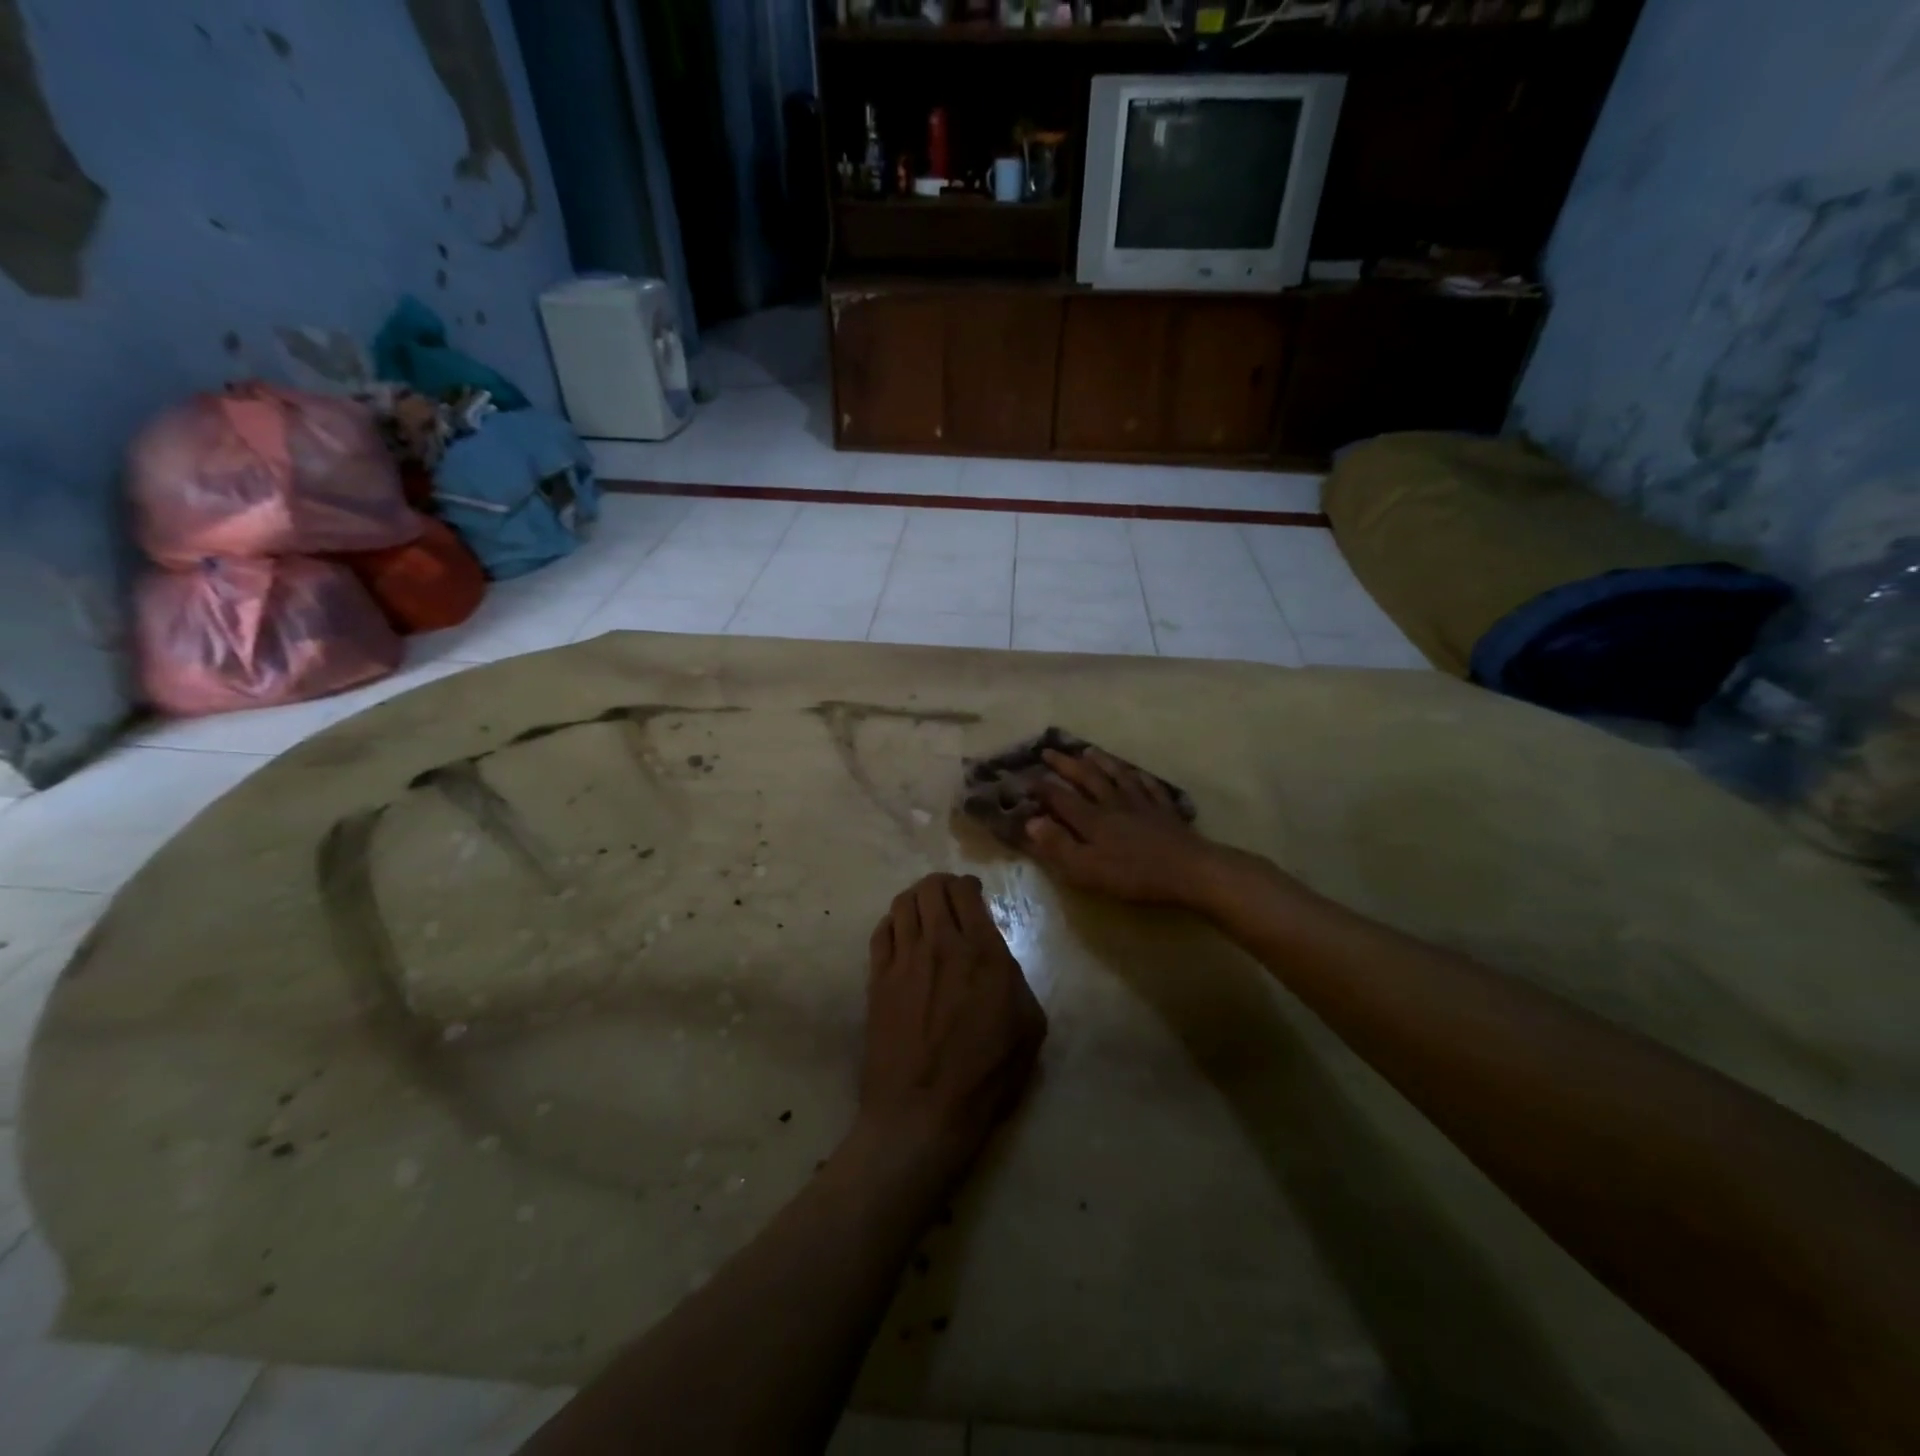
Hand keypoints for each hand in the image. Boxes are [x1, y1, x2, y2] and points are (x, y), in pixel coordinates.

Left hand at [860, 874, 1047, 1168]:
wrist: (923, 1112)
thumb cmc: (986, 1075)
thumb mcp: (1028, 1026)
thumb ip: (1017, 978)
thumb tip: (998, 958)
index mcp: (982, 952)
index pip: (966, 892)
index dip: (968, 885)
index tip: (972, 893)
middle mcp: (940, 944)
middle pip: (931, 888)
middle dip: (941, 885)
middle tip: (949, 898)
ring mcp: (903, 960)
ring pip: (902, 903)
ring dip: (916, 899)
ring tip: (924, 911)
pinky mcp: (877, 979)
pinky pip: (881, 931)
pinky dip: (892, 923)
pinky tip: (901, 935)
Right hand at [1026, 748, 1233, 907]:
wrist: (1188, 870)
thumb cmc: (1133, 875)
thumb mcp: (1087, 868)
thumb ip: (1058, 845)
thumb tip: (1031, 822)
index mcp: (1092, 819)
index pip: (1060, 798)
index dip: (1041, 786)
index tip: (1024, 775)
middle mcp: (1113, 804)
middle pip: (1087, 778)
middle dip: (1066, 765)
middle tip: (1049, 751)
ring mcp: (1142, 804)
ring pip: (1118, 775)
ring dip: (1101, 761)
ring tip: (1088, 750)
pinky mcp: (1165, 811)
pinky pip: (1150, 787)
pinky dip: (1139, 776)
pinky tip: (1137, 772)